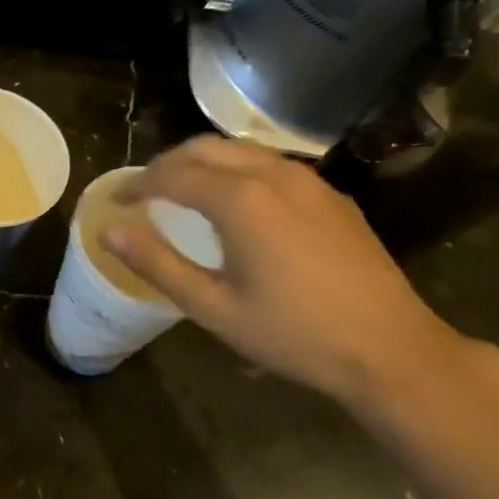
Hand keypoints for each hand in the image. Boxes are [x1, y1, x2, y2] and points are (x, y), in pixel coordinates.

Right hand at [103, 137, 476, 410]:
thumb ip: (156, 263)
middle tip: (145, 192)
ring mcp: (310, 182)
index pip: (173, 174)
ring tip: (184, 191)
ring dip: (204, 162)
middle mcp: (274, 175)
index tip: (117, 200)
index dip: (138, 183)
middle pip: (206, 148)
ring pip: (242, 150)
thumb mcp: (212, 307)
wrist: (390, 350)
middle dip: (168, 164)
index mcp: (241, 200)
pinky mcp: (333, 197)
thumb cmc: (293, 334)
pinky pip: (272, 165)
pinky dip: (239, 170)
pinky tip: (239, 203)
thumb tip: (108, 230)